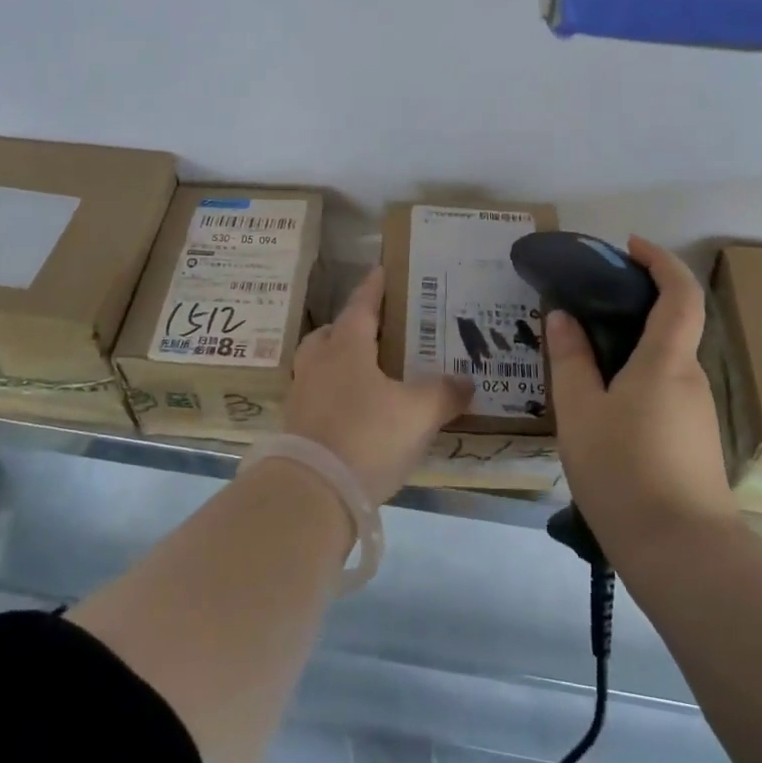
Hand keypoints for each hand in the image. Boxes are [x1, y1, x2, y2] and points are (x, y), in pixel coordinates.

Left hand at [284, 267, 473, 503]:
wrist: (313, 492)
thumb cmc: (367, 436)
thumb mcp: (418, 413)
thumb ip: (444, 393)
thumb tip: (465, 381)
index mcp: (345, 347)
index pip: (361, 305)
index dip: (374, 287)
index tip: (381, 270)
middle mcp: (318, 363)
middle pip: (331, 333)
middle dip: (352, 328)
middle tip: (378, 332)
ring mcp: (302, 395)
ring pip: (320, 365)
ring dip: (341, 363)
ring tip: (370, 374)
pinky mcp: (296, 427)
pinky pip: (318, 397)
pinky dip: (337, 396)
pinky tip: (358, 413)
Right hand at [546, 237, 733, 548]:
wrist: (681, 553)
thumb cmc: (623, 470)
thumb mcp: (579, 411)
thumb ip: (570, 359)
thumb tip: (563, 316)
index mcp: (666, 361)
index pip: (680, 293)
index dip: (660, 261)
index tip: (628, 247)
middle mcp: (690, 378)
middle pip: (672, 325)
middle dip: (635, 304)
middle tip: (586, 305)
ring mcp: (697, 412)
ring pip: (664, 362)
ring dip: (631, 346)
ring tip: (581, 357)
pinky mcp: (693, 441)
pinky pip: (663, 390)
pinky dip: (636, 377)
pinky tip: (602, 404)